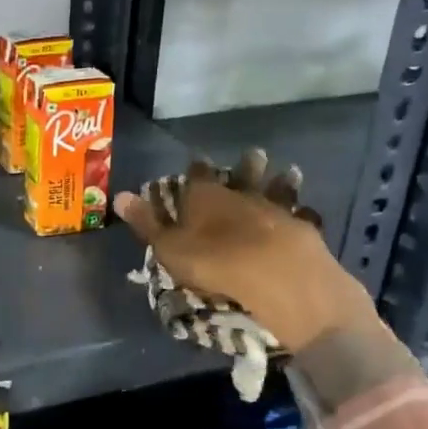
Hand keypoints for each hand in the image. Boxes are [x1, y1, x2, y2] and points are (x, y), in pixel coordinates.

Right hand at [113, 155, 374, 354]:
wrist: (274, 274)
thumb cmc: (212, 261)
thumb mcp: (168, 246)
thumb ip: (146, 222)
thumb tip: (118, 195)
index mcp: (205, 196)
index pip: (197, 173)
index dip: (196, 167)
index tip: (197, 161)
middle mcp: (241, 194)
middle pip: (243, 173)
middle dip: (247, 165)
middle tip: (255, 153)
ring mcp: (275, 209)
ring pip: (278, 188)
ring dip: (281, 181)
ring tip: (290, 171)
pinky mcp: (302, 228)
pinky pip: (303, 215)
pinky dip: (304, 213)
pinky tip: (309, 212)